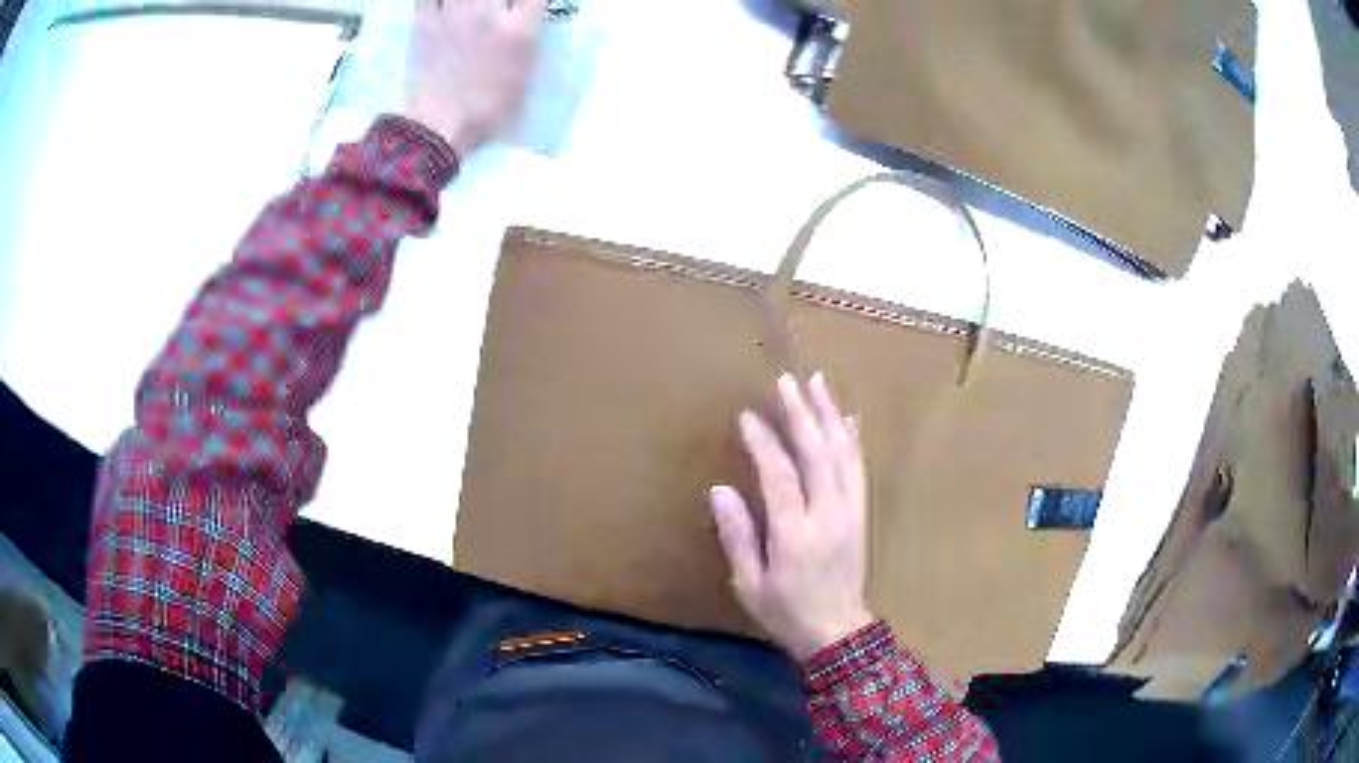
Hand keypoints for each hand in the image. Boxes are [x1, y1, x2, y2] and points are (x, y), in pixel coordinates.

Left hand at [403, 0, 548, 157]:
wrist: (439, 128)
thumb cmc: (488, 114)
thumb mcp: (527, 80)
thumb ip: (531, 45)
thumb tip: (528, 28)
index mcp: (521, 29)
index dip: (531, 2)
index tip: (525, 8)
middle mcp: (490, 12)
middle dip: (501, 0)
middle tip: (496, 11)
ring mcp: (455, 14)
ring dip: (469, 0)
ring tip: (469, 9)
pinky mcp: (425, 22)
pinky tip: (443, 5)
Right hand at [710, 373, 874, 660]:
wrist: (838, 632)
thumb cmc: (786, 611)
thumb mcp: (749, 583)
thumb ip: (737, 535)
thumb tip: (720, 489)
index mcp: (795, 533)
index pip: (780, 474)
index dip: (764, 442)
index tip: (748, 416)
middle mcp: (828, 513)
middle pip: (816, 452)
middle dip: (801, 413)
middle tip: (787, 380)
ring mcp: (850, 511)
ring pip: (843, 452)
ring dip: (830, 415)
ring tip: (818, 383)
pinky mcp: (861, 513)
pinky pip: (859, 468)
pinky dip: (853, 439)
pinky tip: (849, 418)